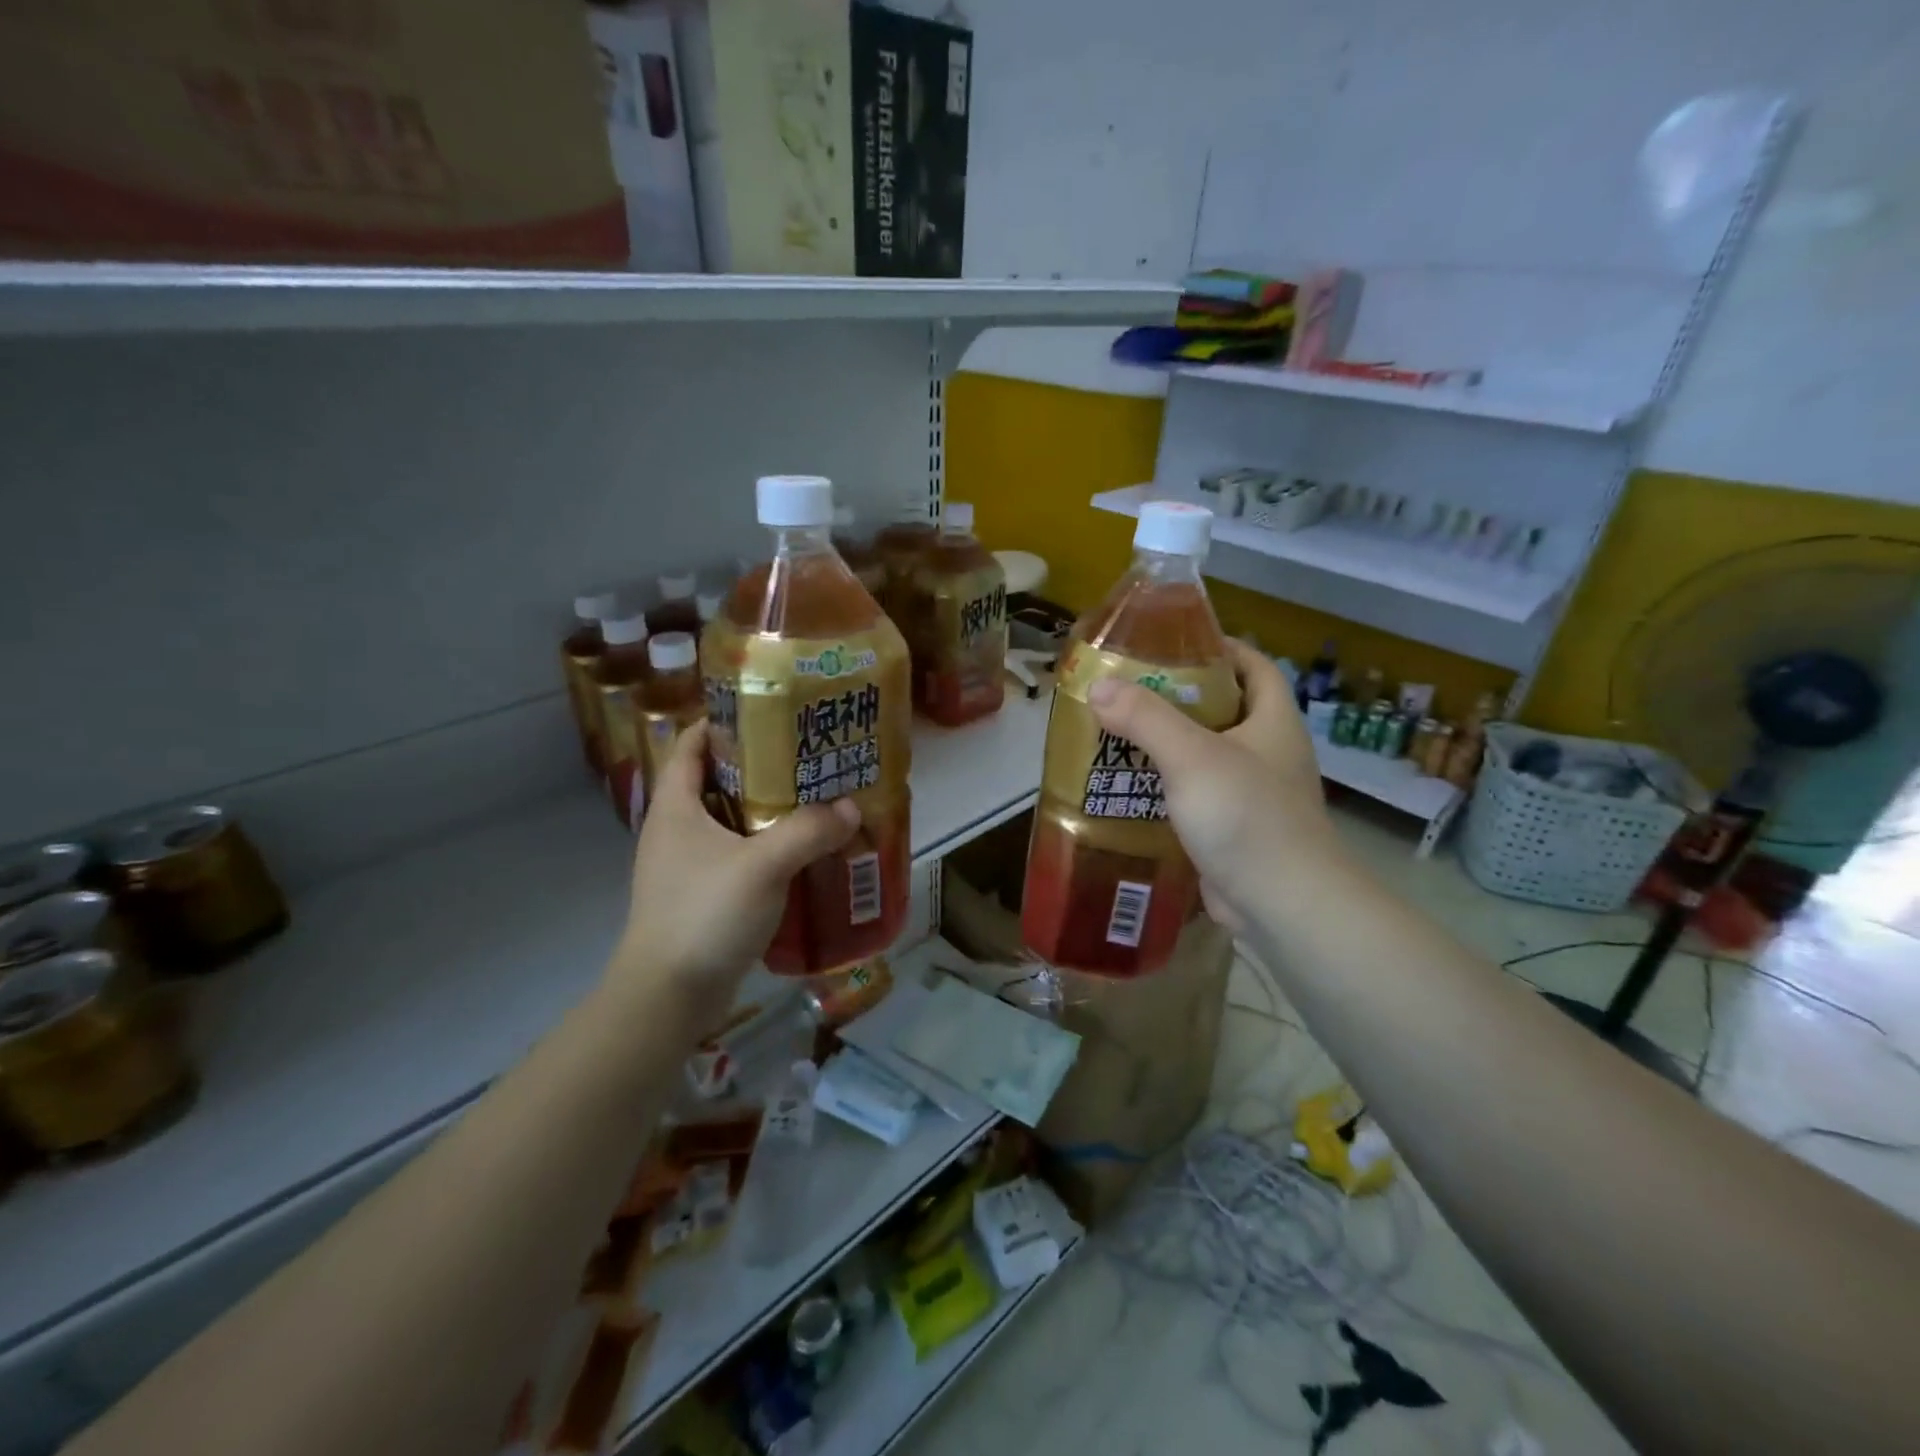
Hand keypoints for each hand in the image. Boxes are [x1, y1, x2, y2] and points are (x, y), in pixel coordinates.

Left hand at [606, 722, 859, 1019]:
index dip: (725, 722)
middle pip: (719, 779)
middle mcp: (677, 828)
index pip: (691, 744)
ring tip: (816, 798)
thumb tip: (851, 807)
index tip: (771, 711)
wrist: (667, 997)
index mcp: (676, 806)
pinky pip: (740, 855)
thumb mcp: (762, 866)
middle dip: (762, 765)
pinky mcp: (704, 894)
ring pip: (733, 821)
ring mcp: (688, 864)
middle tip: (809, 755)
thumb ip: (809, 831)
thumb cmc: (704, 915)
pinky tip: (804, 851)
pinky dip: (768, 847)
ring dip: (770, 810)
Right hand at [1085, 640, 1333, 932]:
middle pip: (1224, 708)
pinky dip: (1168, 786)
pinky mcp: (1234, 828)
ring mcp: (1252, 793)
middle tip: (1128, 690)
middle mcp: (1268, 752)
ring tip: (1119, 732)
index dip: (1220, 647)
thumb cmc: (1247, 816)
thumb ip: (1145, 718)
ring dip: (1168, 744)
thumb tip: (1098, 685)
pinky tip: (1131, 786)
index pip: (1254, 666)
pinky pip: (1197, 794)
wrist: (1283, 903)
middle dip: (1180, 696)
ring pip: (1206, 754)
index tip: (1173, 643)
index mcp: (1272, 722)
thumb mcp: (1192, 756)